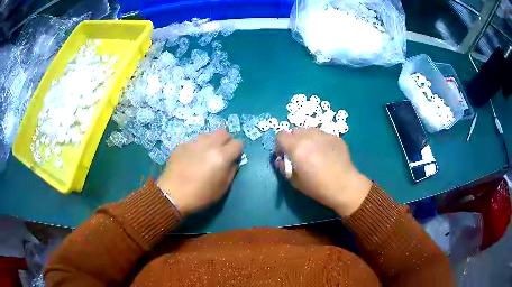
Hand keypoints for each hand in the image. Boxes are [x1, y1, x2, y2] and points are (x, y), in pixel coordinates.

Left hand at [157, 129, 241, 215]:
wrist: (172, 195)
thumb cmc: (200, 196)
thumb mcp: (222, 188)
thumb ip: (231, 171)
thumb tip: (232, 162)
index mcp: (221, 156)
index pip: (238, 143)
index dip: (237, 152)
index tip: (233, 159)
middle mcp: (209, 144)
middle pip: (223, 132)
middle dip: (226, 141)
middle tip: (221, 154)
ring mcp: (193, 143)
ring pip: (208, 134)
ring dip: (211, 142)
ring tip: (205, 155)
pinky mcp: (181, 145)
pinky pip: (194, 141)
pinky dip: (197, 147)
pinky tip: (191, 159)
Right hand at [275, 128, 371, 215]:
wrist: (344, 186)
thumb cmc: (317, 187)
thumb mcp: (294, 181)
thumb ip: (283, 168)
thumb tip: (281, 159)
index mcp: (296, 147)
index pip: (281, 135)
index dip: (280, 145)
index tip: (285, 155)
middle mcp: (309, 136)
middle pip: (295, 131)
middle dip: (293, 141)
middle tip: (300, 154)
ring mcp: (324, 134)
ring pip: (309, 130)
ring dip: (307, 139)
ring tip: (314, 153)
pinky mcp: (335, 137)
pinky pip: (322, 135)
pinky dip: (320, 142)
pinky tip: (327, 155)